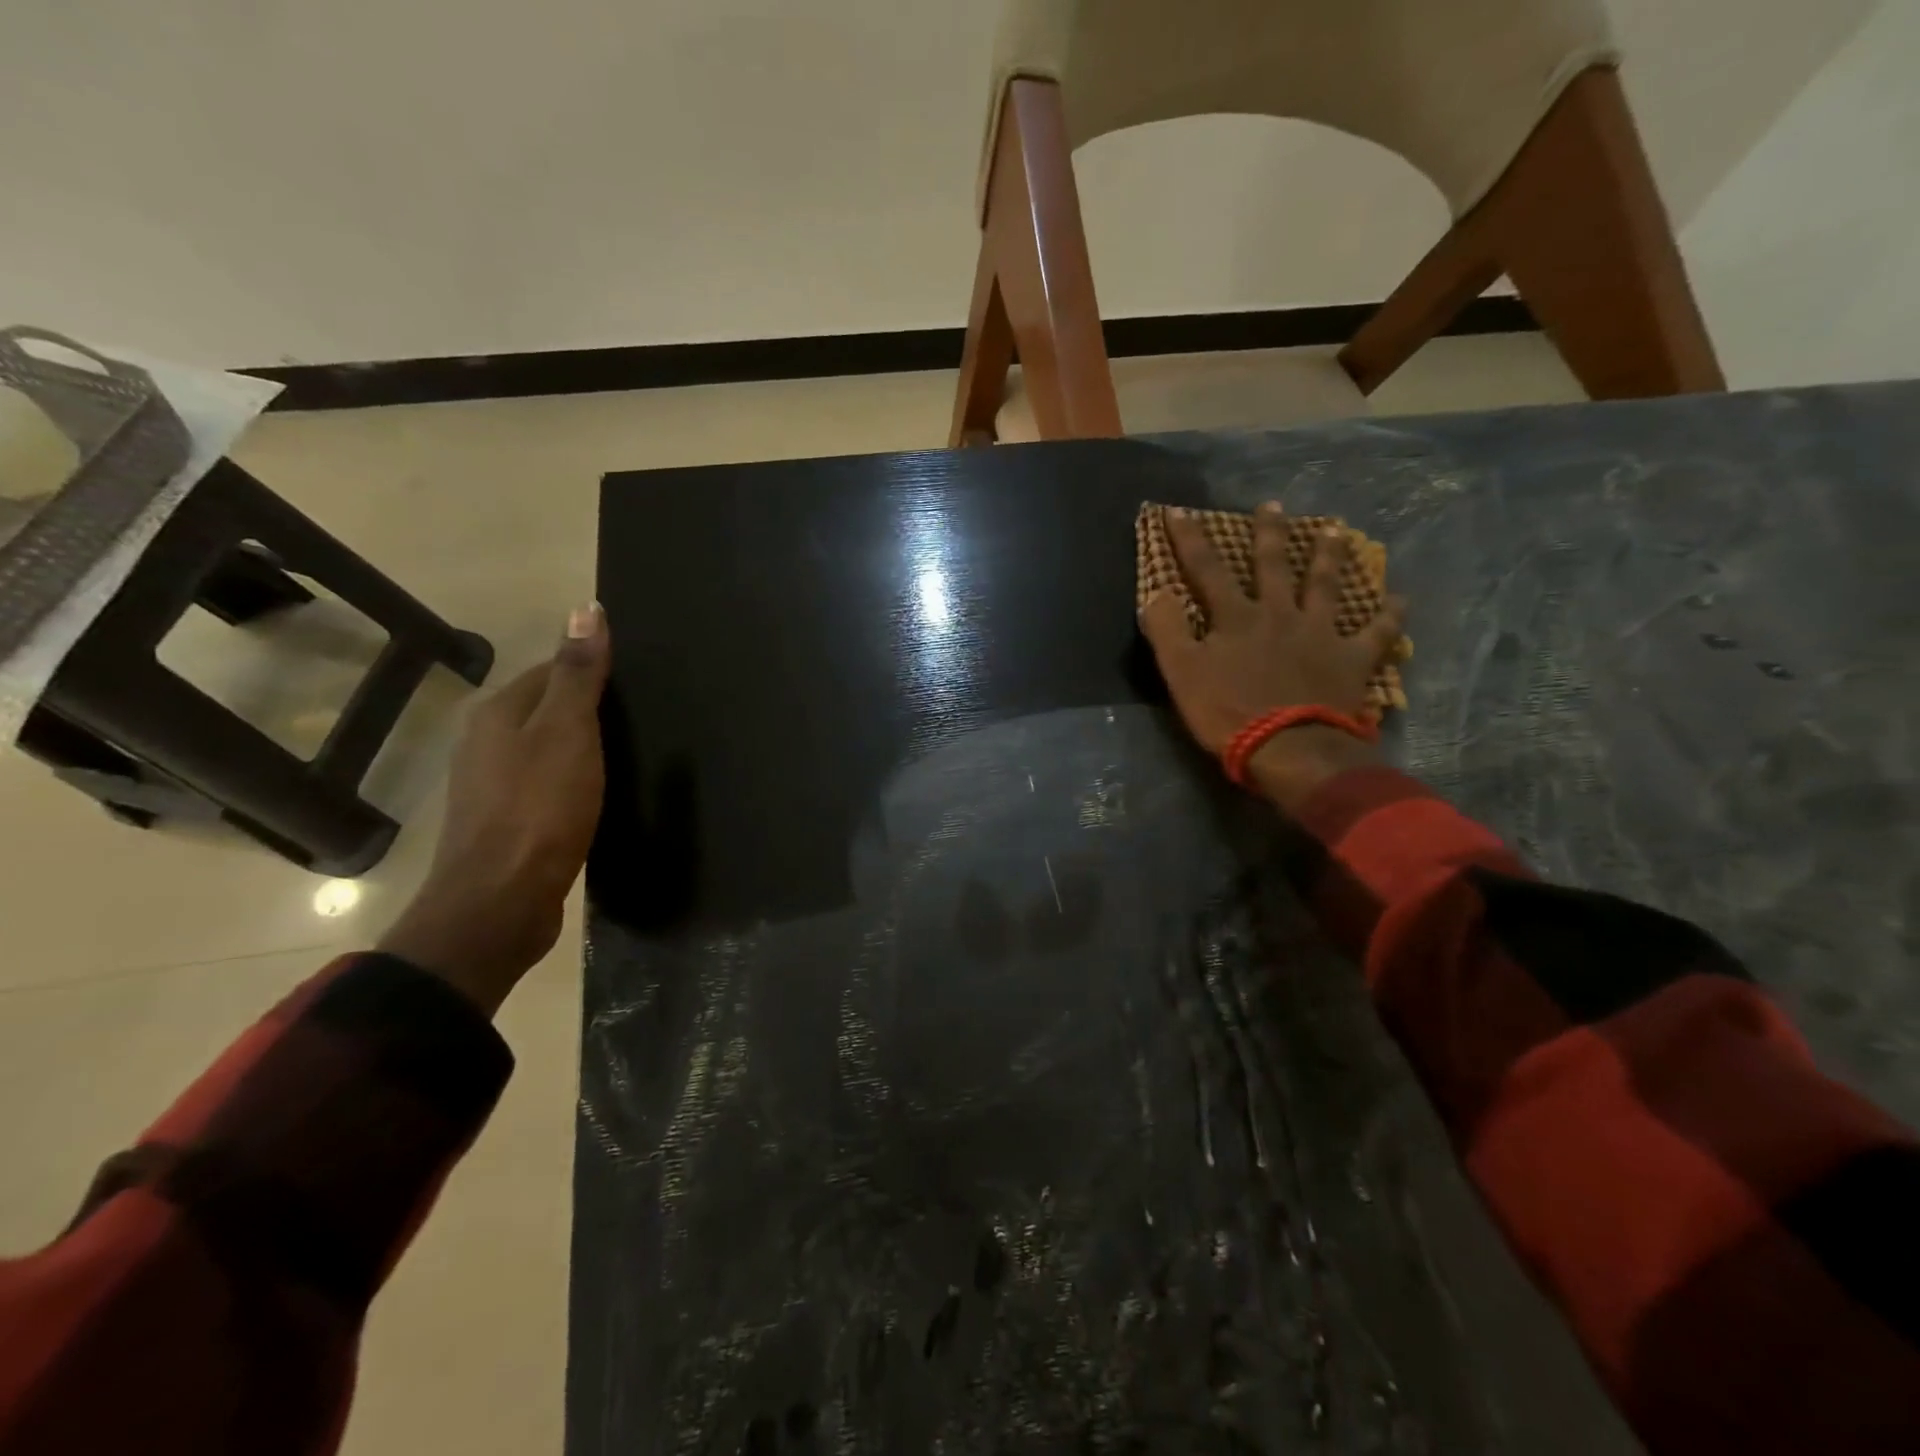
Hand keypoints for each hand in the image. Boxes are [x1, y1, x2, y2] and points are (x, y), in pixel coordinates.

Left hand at [379, 604, 611, 1012]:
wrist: (501, 901)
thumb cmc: (539, 808)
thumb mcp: (568, 732)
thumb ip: (579, 674)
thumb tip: (586, 608)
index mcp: (500, 712)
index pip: (553, 670)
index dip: (596, 672)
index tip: (640, 687)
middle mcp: (487, 741)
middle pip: (548, 708)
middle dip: (590, 710)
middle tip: (644, 721)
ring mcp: (492, 784)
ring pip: (547, 748)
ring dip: (582, 747)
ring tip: (628, 756)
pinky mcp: (508, 821)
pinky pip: (547, 783)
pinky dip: (574, 781)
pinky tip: (599, 794)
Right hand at [1139, 504, 1405, 811]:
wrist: (1289, 749)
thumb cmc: (1228, 712)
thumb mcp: (1181, 673)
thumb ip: (1167, 630)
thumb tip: (1156, 593)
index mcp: (1236, 618)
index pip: (1206, 570)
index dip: (1189, 539)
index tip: (1178, 510)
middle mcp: (1280, 615)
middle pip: (1273, 567)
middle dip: (1269, 534)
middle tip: (1273, 505)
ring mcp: (1320, 634)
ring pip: (1326, 587)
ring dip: (1329, 557)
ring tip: (1335, 531)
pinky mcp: (1352, 660)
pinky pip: (1377, 633)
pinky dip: (1389, 616)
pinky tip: (1400, 598)